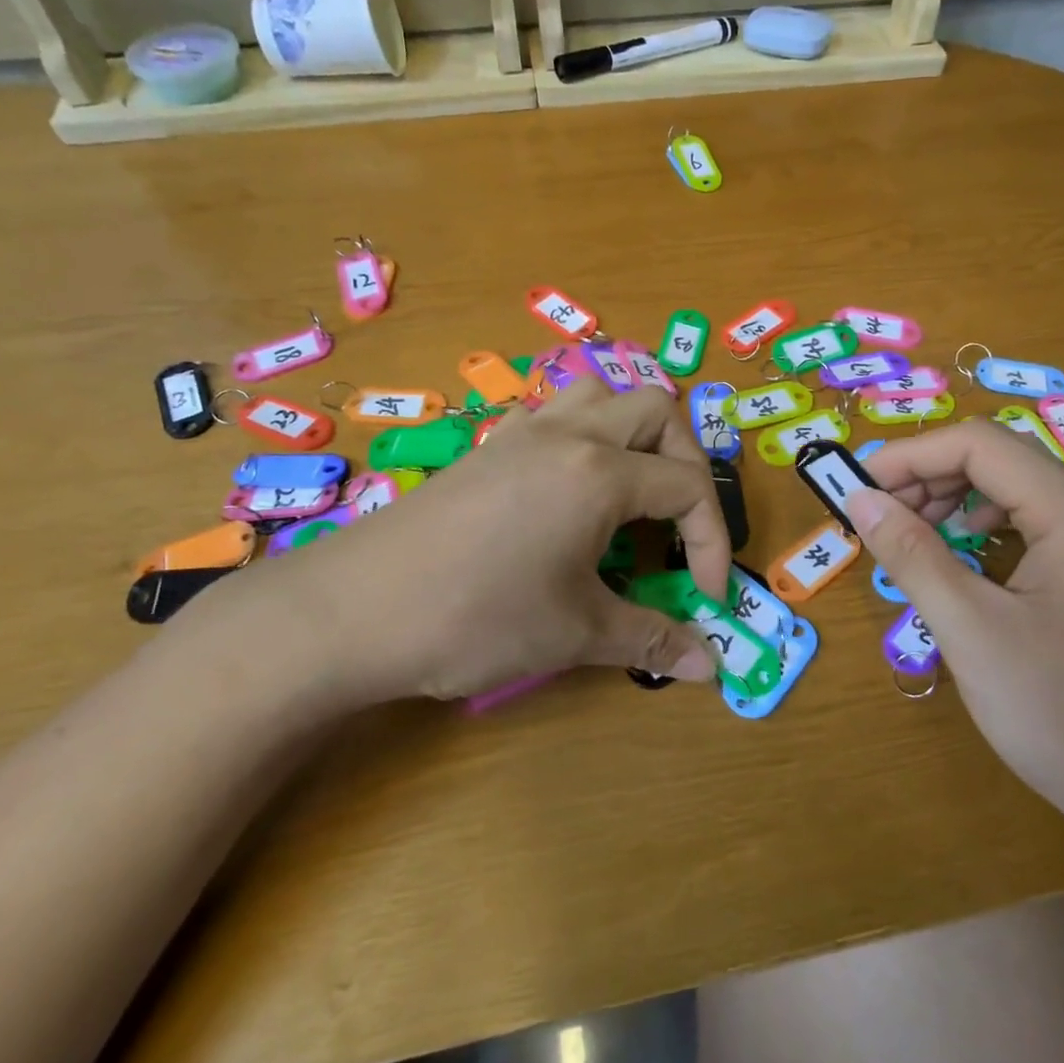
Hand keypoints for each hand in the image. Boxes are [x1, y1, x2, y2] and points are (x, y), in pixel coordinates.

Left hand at [177, 381, 731, 708]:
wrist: (350, 611)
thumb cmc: (474, 618)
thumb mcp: (574, 632)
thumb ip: (650, 638)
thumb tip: (709, 667)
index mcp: (598, 471)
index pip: (687, 486)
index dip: (712, 542)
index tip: (705, 597)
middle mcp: (566, 433)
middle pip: (656, 411)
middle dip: (686, 463)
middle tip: (678, 524)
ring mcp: (521, 432)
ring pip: (600, 395)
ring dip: (632, 435)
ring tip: (632, 493)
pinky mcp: (487, 447)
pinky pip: (552, 414)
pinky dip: (581, 438)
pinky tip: (568, 492)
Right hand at [850, 421, 1063, 854]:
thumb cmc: (1063, 717)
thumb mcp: (972, 632)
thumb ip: (912, 555)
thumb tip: (859, 498)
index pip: (981, 445)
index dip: (909, 457)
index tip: (857, 491)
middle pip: (1001, 461)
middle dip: (929, 478)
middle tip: (878, 521)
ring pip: (1017, 492)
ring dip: (954, 503)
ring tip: (910, 541)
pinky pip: (1035, 528)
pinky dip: (984, 531)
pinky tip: (960, 565)